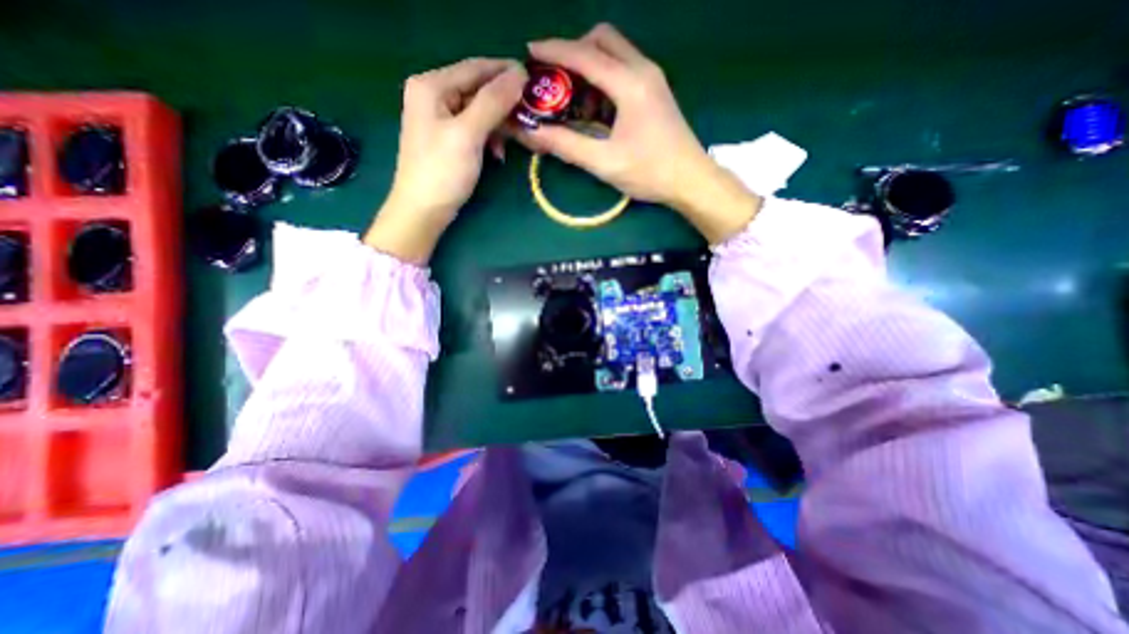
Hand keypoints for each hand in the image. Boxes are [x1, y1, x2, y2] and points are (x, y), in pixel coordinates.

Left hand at [368, 57, 531, 263]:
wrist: (423, 211)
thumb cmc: (442, 172)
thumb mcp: (468, 134)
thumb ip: (493, 102)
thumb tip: (519, 74)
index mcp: (431, 85)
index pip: (476, 68)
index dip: (506, 72)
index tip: (535, 80)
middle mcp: (433, 94)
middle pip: (477, 89)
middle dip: (504, 104)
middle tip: (529, 117)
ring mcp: (439, 118)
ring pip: (478, 111)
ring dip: (498, 125)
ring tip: (513, 142)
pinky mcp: (447, 138)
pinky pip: (474, 128)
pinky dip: (489, 138)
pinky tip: (497, 153)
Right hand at [518, 25, 757, 243]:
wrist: (691, 180)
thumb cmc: (649, 172)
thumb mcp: (604, 162)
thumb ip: (567, 145)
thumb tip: (534, 133)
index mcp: (629, 84)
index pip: (585, 55)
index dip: (554, 51)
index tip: (530, 52)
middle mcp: (642, 69)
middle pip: (602, 40)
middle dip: (574, 52)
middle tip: (555, 79)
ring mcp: (652, 78)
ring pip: (615, 53)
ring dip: (590, 66)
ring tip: (573, 98)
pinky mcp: (655, 91)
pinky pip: (624, 70)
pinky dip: (604, 79)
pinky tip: (596, 108)